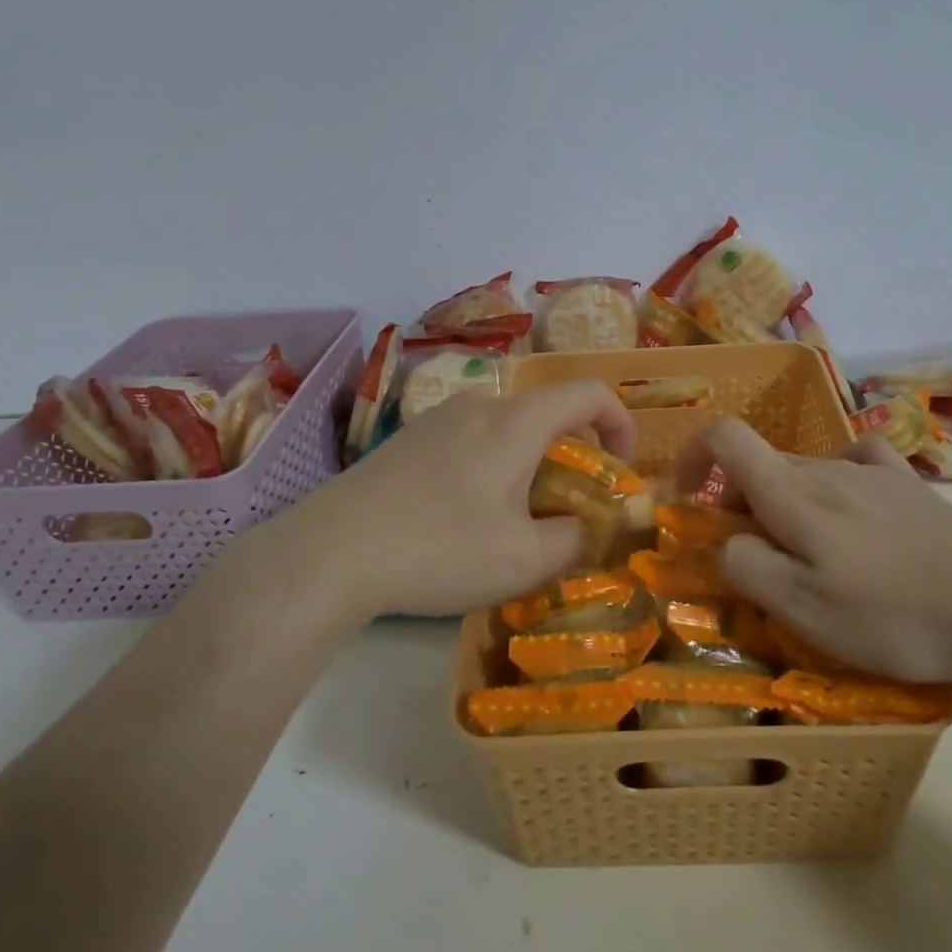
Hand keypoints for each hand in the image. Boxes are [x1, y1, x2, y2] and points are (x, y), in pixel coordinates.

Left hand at [253, 381, 634, 622]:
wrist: (331, 553)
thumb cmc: (440, 550)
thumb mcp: (524, 559)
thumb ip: (576, 538)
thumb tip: (590, 526)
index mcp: (517, 421)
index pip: (589, 392)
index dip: (620, 423)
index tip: (620, 469)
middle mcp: (480, 405)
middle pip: (547, 412)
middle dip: (574, 453)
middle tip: (570, 506)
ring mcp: (438, 418)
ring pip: (507, 427)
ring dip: (531, 461)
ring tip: (517, 516)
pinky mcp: (409, 439)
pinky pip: (471, 438)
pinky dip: (494, 464)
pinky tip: (466, 515)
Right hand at [675, 420, 951, 684]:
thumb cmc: (892, 614)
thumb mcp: (803, 607)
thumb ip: (745, 566)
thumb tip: (724, 541)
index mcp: (792, 491)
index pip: (725, 437)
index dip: (692, 455)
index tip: (686, 498)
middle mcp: (826, 467)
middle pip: (762, 463)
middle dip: (738, 503)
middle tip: (753, 562)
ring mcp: (873, 473)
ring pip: (804, 472)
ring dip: (784, 503)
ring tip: (810, 559)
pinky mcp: (910, 488)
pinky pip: (855, 466)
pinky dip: (833, 484)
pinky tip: (852, 514)